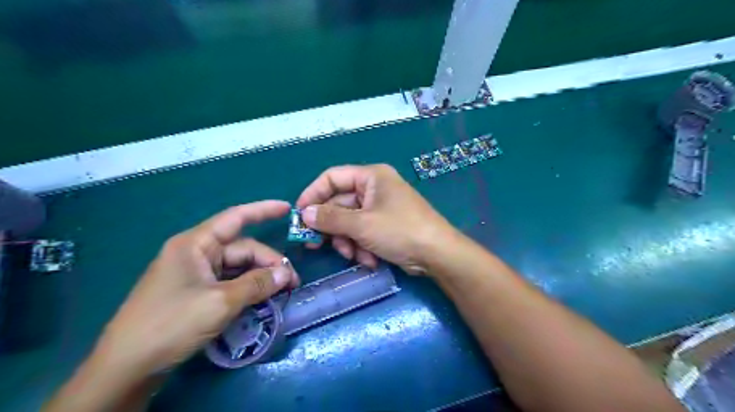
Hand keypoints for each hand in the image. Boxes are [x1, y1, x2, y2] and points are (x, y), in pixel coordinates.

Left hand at [92, 201, 298, 374]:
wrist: (126, 368)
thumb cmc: (171, 324)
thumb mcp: (221, 302)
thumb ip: (257, 284)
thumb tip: (287, 273)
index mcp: (195, 244)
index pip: (235, 218)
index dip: (263, 210)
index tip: (287, 208)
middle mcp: (196, 253)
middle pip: (242, 249)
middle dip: (269, 262)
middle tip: (292, 282)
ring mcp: (196, 274)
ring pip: (238, 267)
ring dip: (260, 277)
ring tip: (282, 291)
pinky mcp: (196, 292)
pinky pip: (230, 282)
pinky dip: (248, 288)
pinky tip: (262, 298)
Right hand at [295, 163, 457, 273]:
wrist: (437, 255)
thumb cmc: (400, 230)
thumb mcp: (361, 224)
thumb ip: (330, 218)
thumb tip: (304, 214)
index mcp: (371, 177)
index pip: (332, 178)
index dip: (313, 194)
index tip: (299, 215)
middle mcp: (374, 189)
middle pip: (339, 204)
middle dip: (331, 228)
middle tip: (313, 245)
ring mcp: (380, 209)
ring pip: (349, 223)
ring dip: (347, 242)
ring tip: (354, 256)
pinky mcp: (384, 226)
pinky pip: (362, 233)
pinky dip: (361, 247)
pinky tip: (369, 260)